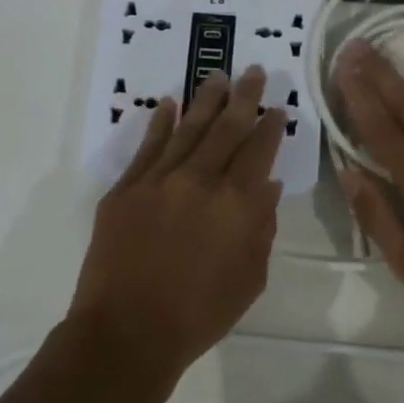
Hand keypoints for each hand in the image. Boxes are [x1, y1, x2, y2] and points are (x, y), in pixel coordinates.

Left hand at [70, 66, 286, 377]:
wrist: (127, 331)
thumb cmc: (199, 314)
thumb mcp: (250, 278)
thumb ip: (262, 228)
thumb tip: (267, 185)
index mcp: (236, 204)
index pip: (258, 151)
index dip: (270, 127)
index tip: (278, 108)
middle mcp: (200, 181)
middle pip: (226, 129)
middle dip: (244, 98)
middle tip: (255, 72)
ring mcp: (158, 181)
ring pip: (188, 129)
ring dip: (206, 100)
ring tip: (218, 76)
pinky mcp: (125, 189)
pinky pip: (147, 147)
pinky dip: (160, 123)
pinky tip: (169, 104)